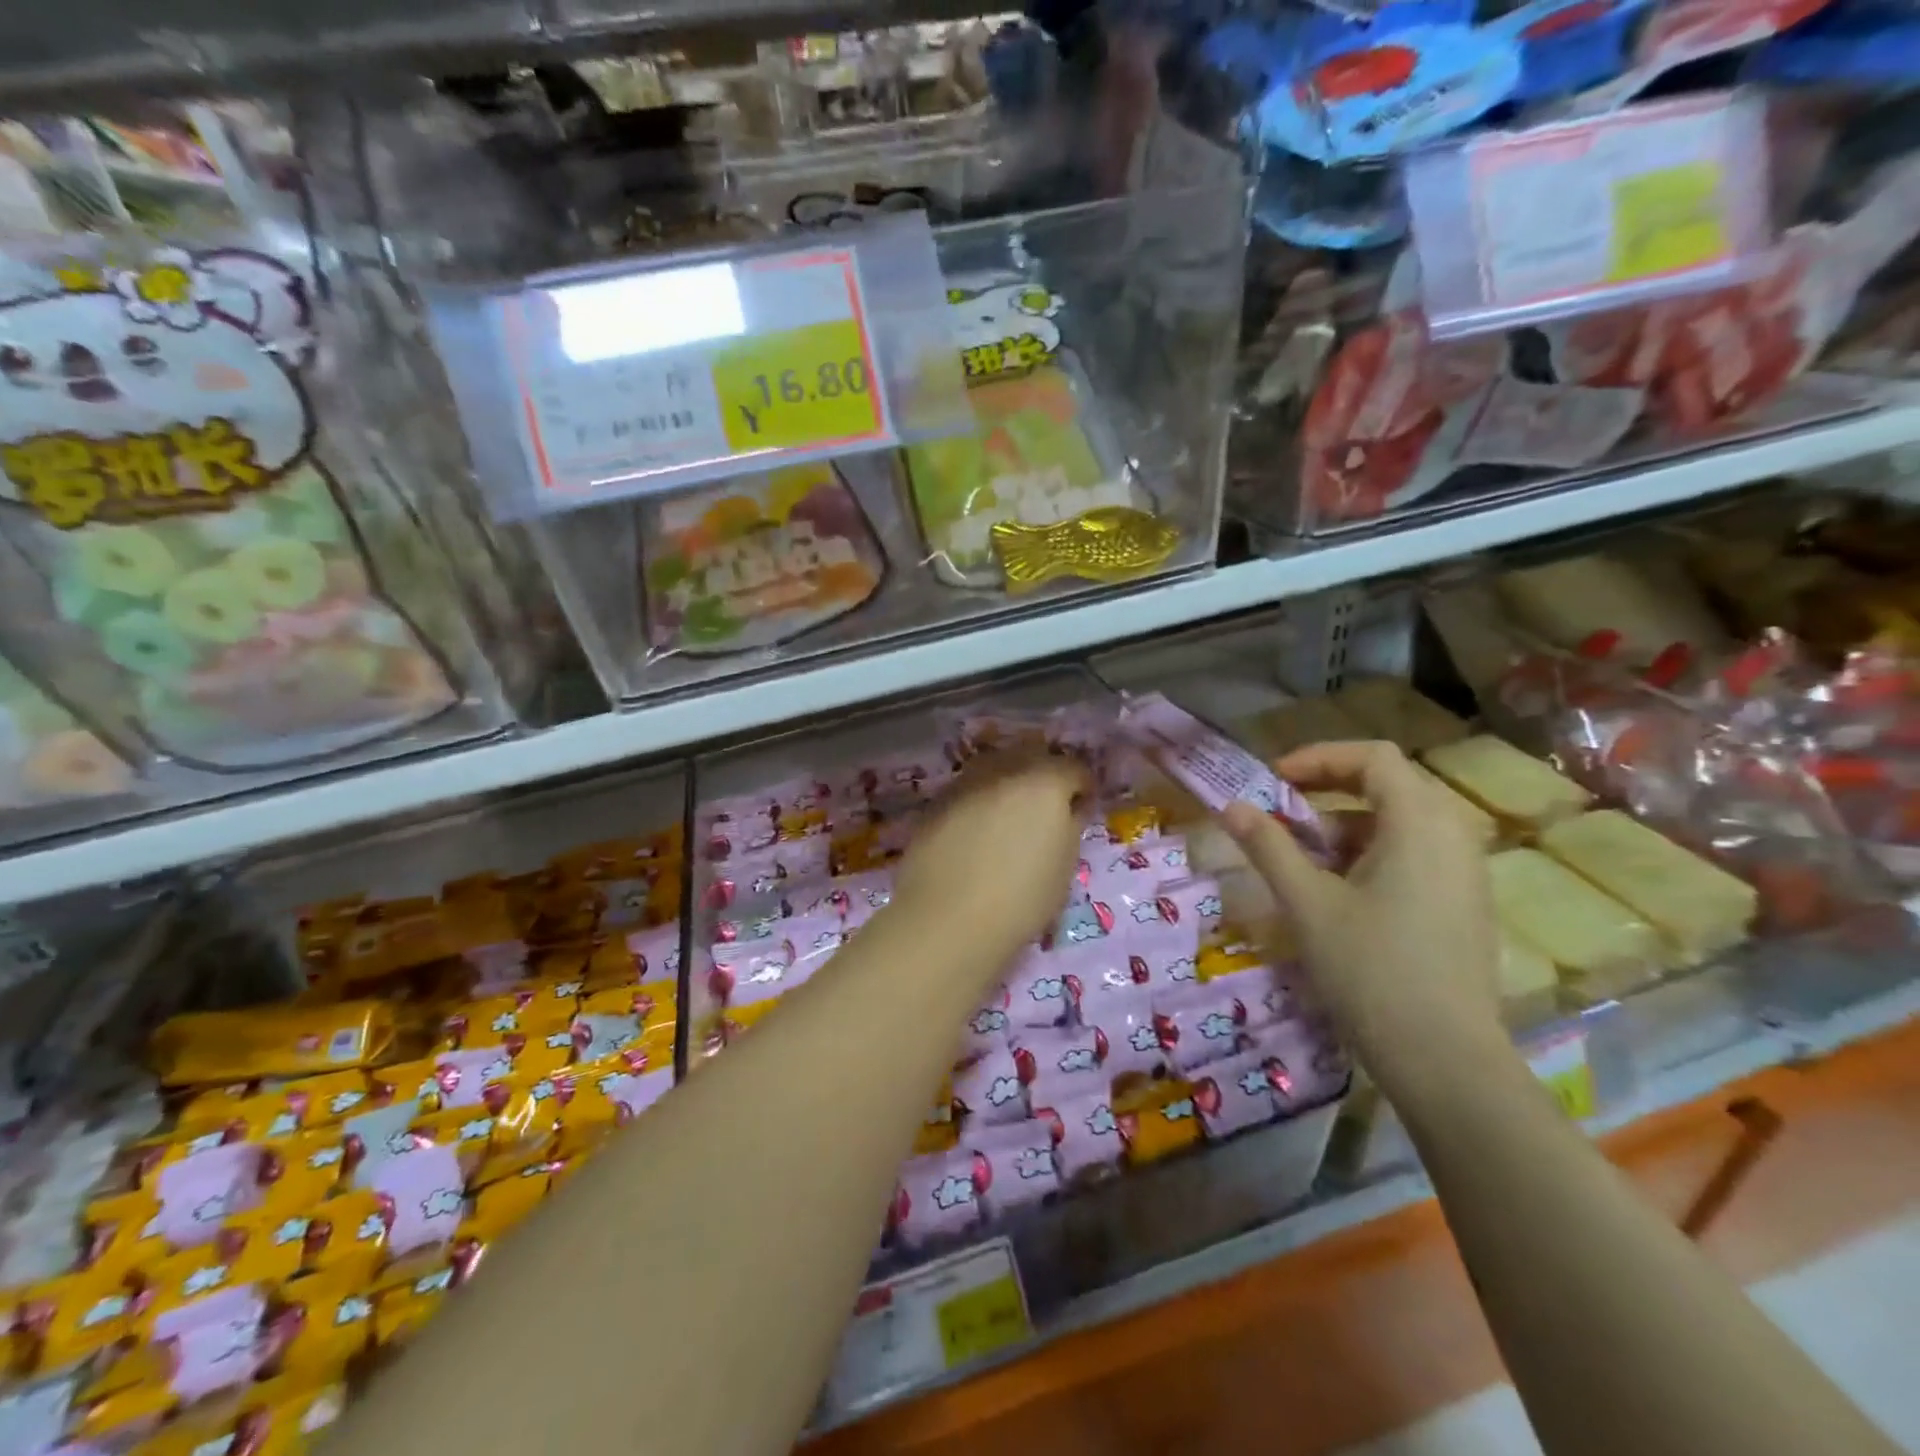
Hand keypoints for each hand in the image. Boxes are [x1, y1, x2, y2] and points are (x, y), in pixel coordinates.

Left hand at [892, 754, 1090, 968]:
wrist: (947, 920)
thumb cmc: (1021, 900)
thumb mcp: (1064, 868)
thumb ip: (1070, 827)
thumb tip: (1069, 810)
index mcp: (1044, 783)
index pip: (1073, 769)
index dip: (1082, 789)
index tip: (1082, 810)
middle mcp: (1003, 771)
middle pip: (1031, 758)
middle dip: (1043, 778)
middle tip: (1046, 810)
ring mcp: (965, 783)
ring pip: (994, 769)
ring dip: (1007, 785)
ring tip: (1008, 819)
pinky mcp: (935, 803)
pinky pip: (967, 791)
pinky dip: (978, 802)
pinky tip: (976, 832)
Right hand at [1221, 741, 1509, 1102]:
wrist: (1445, 1060)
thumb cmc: (1371, 970)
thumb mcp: (1307, 903)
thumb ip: (1268, 846)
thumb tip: (1231, 806)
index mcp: (1420, 824)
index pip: (1373, 758)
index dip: (1318, 758)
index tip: (1274, 782)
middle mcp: (1453, 836)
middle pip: (1389, 784)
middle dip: (1328, 791)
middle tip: (1282, 812)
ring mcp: (1466, 872)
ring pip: (1400, 822)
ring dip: (1346, 825)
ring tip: (1302, 858)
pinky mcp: (1464, 904)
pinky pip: (1415, 854)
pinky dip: (1371, 853)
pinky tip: (1339, 892)